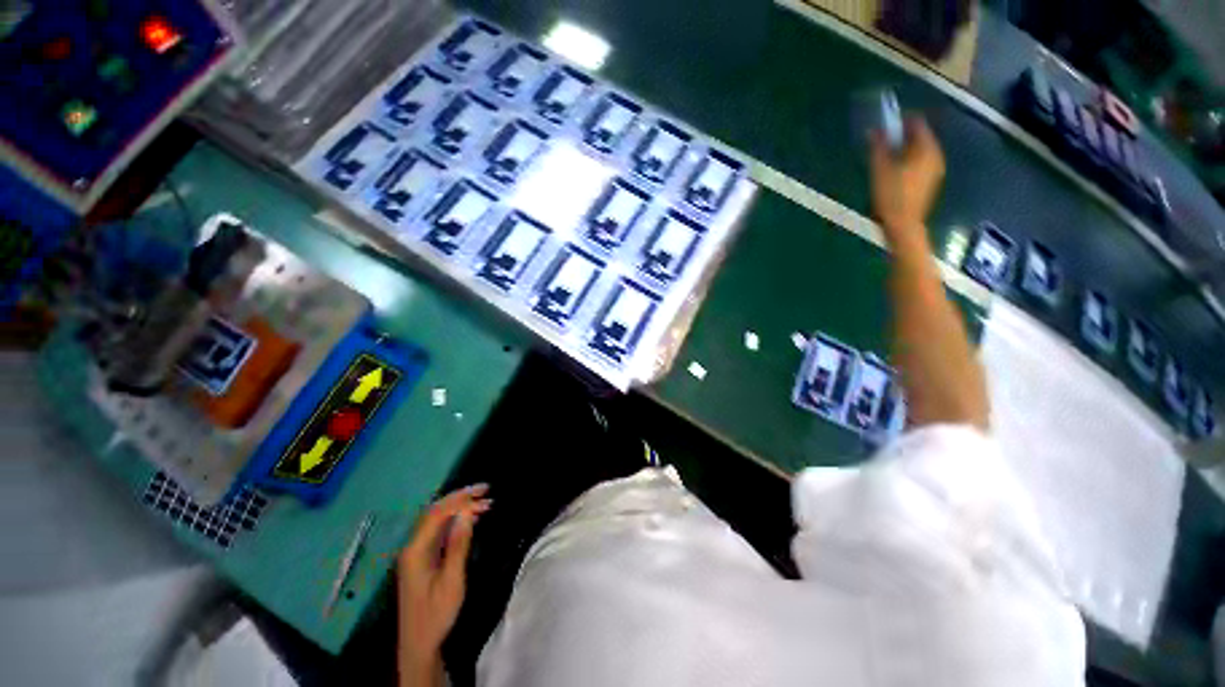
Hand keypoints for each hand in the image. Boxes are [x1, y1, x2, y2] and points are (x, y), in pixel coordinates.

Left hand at [398, 484, 491, 682]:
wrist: (419, 644)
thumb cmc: (437, 614)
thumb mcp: (451, 581)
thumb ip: (458, 545)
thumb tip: (467, 512)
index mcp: (415, 550)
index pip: (437, 513)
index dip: (461, 499)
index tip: (484, 493)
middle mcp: (413, 546)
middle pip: (435, 512)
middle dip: (460, 497)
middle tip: (486, 490)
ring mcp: (416, 552)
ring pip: (437, 520)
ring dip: (459, 507)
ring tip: (484, 502)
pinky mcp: (422, 558)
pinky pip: (438, 530)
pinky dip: (455, 520)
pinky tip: (470, 518)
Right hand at [869, 116, 945, 237]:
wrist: (903, 225)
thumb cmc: (891, 196)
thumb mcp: (880, 169)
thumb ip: (878, 147)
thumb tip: (874, 130)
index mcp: (926, 148)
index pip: (917, 123)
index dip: (900, 120)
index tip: (884, 124)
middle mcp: (935, 155)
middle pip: (920, 137)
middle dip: (901, 136)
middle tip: (882, 141)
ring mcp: (935, 169)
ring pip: (919, 150)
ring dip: (904, 149)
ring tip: (885, 157)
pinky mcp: (930, 181)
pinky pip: (920, 162)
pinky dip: (908, 161)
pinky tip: (894, 171)